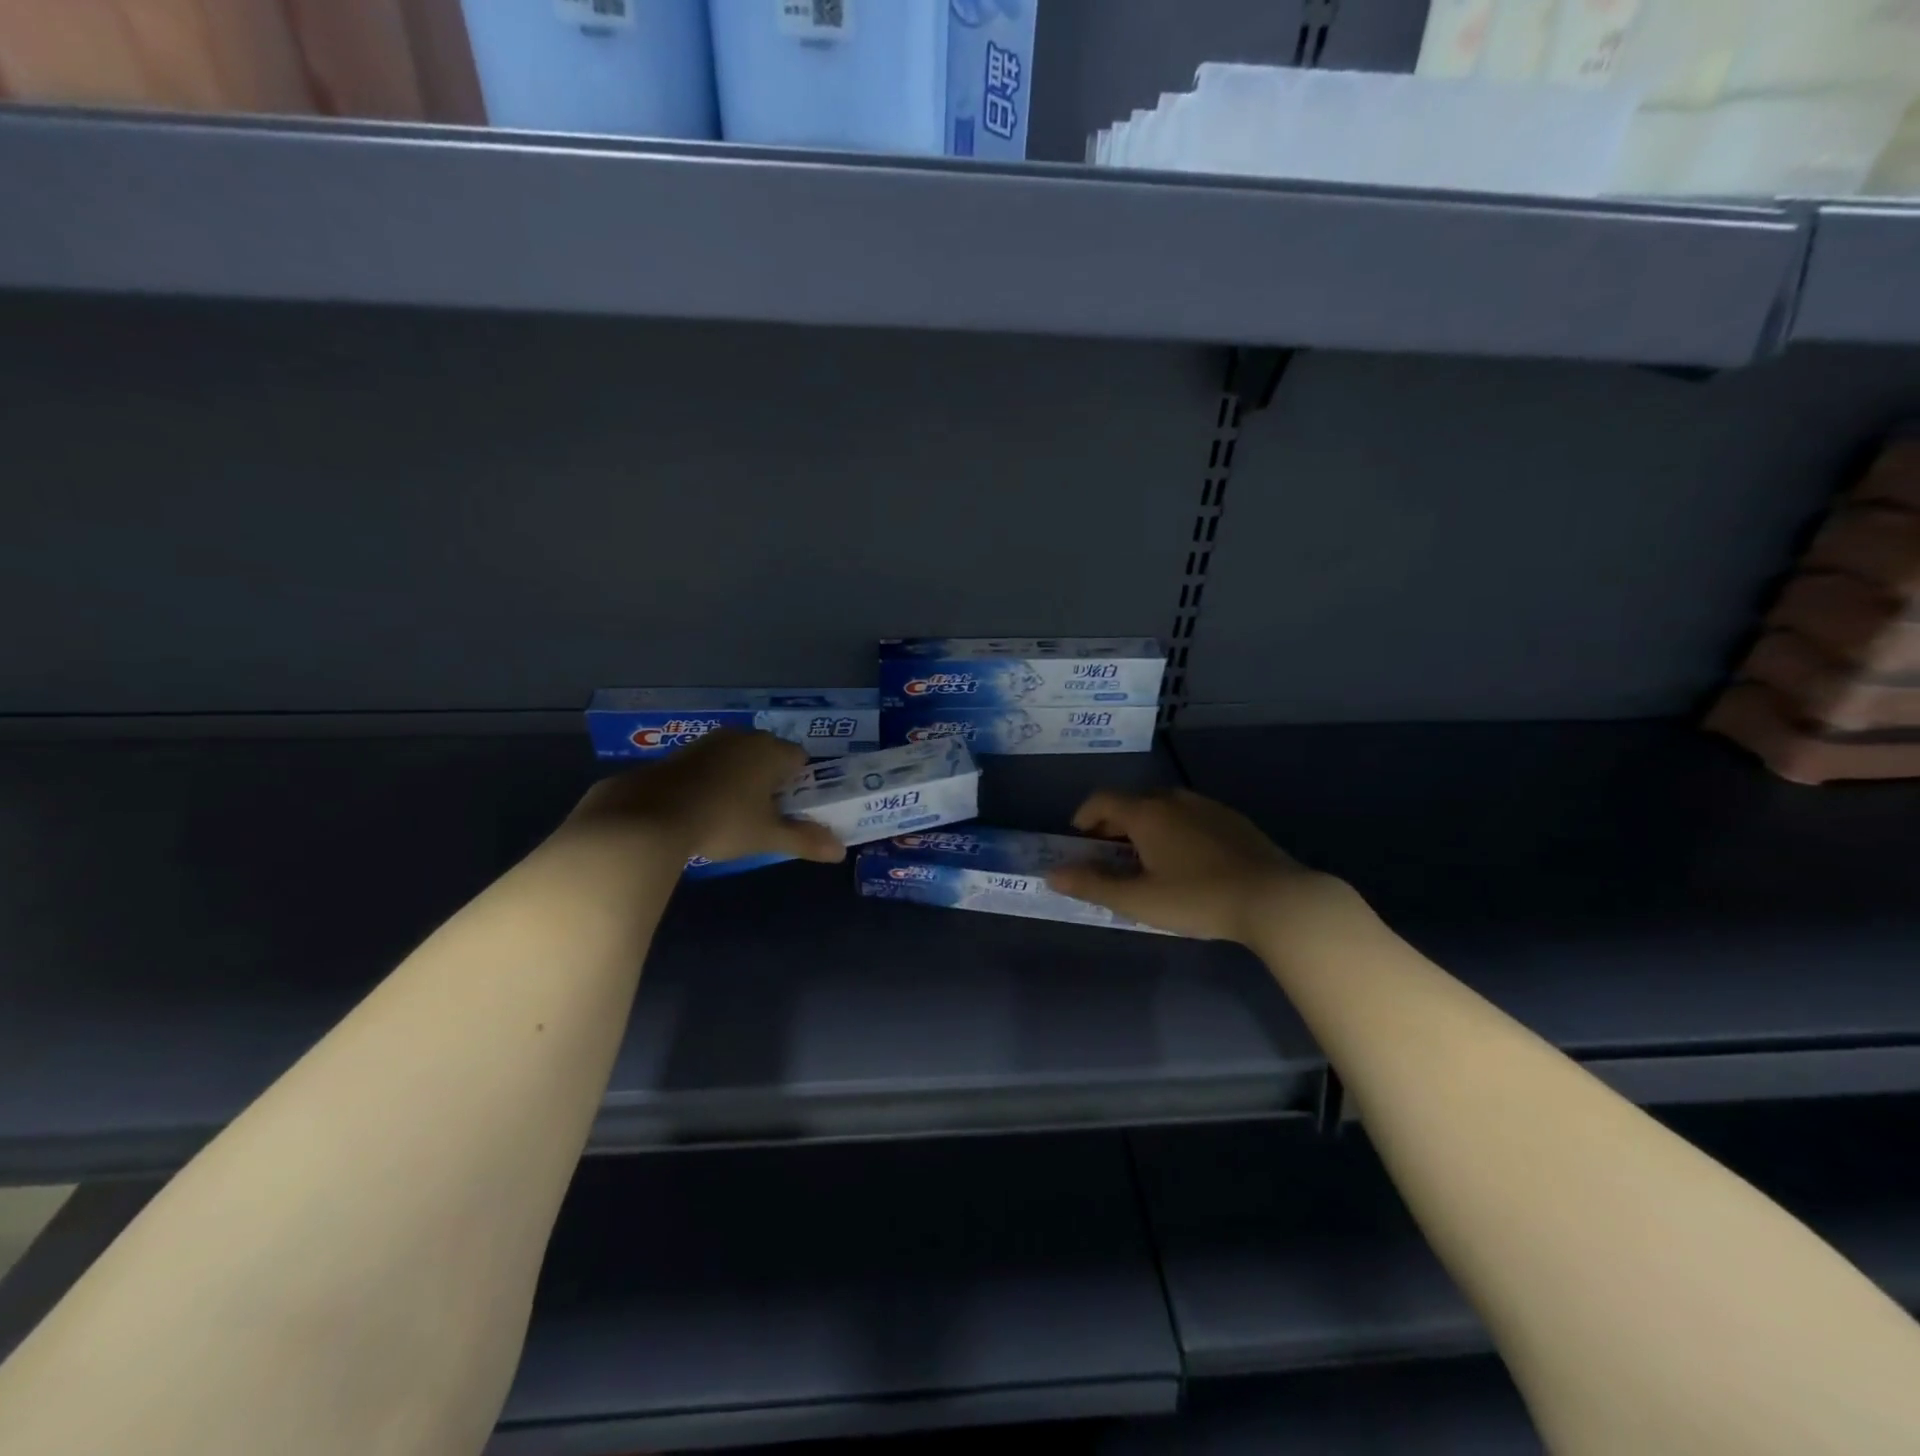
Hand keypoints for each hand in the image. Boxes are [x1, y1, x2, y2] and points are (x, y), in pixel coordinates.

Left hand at [566, 731, 845, 867]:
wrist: (650, 814)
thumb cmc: (723, 821)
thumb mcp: (768, 836)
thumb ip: (805, 840)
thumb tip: (840, 851)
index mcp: (772, 751)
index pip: (800, 759)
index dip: (801, 782)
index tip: (793, 808)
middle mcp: (745, 737)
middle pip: (770, 754)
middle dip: (771, 779)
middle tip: (766, 813)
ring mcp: (711, 741)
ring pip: (739, 756)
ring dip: (742, 777)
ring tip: (735, 812)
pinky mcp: (682, 751)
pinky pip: (712, 762)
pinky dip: (715, 778)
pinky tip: (704, 805)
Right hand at [1045, 788, 1335, 942]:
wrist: (1275, 899)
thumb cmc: (1198, 899)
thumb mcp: (1139, 900)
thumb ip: (1093, 885)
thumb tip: (1051, 874)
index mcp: (1147, 814)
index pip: (1103, 800)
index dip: (1085, 816)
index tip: (1079, 839)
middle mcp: (1174, 800)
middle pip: (1133, 801)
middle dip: (1115, 823)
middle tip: (1111, 853)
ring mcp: (1208, 807)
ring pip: (1164, 806)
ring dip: (1146, 825)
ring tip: (1148, 858)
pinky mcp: (1234, 820)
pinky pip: (1191, 815)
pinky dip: (1175, 829)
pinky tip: (1189, 860)